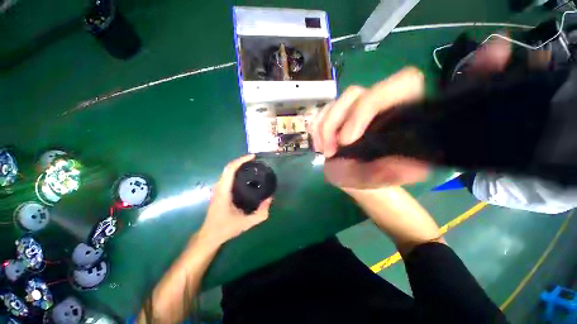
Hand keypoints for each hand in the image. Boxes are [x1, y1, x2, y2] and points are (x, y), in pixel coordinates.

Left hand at [198, 155, 271, 246]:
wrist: (209, 236)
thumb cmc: (225, 229)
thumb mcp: (246, 223)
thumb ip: (261, 213)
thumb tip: (270, 199)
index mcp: (224, 191)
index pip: (230, 169)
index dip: (241, 160)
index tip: (253, 157)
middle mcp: (219, 187)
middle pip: (229, 167)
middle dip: (242, 161)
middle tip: (256, 161)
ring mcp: (218, 189)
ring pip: (227, 171)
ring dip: (239, 166)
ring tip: (253, 166)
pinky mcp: (219, 191)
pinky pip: (228, 177)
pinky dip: (237, 172)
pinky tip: (246, 176)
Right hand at [312, 67, 429, 189]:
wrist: (358, 181)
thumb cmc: (375, 180)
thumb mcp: (383, 179)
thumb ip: (393, 172)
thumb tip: (406, 164)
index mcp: (401, 115)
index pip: (401, 84)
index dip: (368, 106)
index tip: (348, 140)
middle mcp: (378, 106)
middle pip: (355, 94)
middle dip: (335, 123)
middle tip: (331, 151)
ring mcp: (355, 109)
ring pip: (336, 102)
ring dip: (324, 128)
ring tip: (325, 151)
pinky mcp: (339, 116)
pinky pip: (323, 111)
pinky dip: (316, 128)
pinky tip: (319, 145)